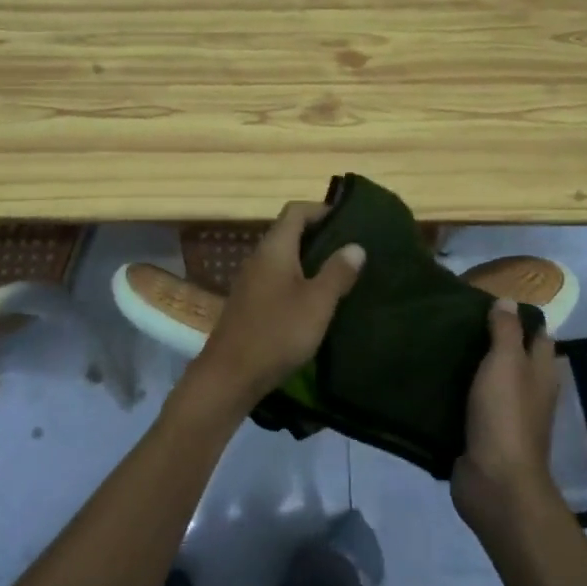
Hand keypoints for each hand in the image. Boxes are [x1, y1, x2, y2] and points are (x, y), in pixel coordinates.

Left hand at [187, 201, 364, 409]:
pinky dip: (298, 280)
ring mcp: (251, 280)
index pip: (296, 211)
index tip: (349, 221)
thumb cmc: (277, 332)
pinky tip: (315, 301)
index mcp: (275, 248)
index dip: (321, 210)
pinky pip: (277, 279)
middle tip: (351, 248)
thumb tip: (356, 245)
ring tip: (339, 273)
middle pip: (289, 232)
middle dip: (319, 236)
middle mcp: (259, 257)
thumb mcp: (317, 303)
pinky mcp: (249, 303)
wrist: (230, 375)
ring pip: (284, 258)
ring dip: (309, 260)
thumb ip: (337, 272)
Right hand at [452, 300, 561, 537]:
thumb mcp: (506, 363)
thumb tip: (507, 301)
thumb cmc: (506, 416)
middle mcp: (529, 392)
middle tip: (457, 314)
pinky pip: (471, 402)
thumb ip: (506, 331)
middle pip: (514, 356)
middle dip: (491, 336)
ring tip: (441, 338)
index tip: (488, 297)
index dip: (520, 315)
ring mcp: (507, 415)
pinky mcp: (483, 433)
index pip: (538, 335)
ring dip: (472, 362)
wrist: (495, 483)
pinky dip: (458, 388)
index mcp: (542, 373)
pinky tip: (435, 374)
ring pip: (491, 378)